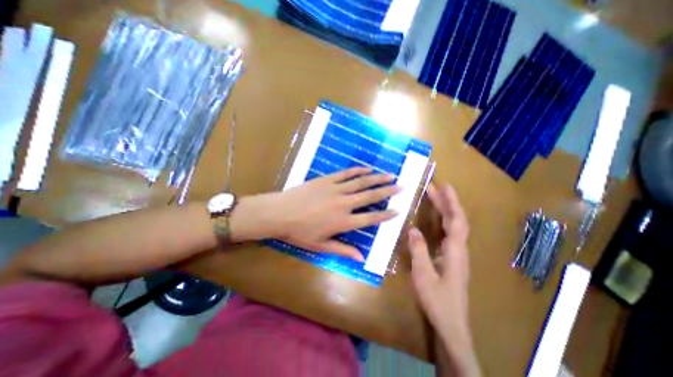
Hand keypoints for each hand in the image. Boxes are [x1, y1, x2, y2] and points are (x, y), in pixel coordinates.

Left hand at [232, 168, 398, 261]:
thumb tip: (361, 257)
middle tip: (401, 186)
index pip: (370, 218)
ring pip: (361, 182)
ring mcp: (336, 189)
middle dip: (387, 192)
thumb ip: (342, 250)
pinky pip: (346, 174)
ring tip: (390, 175)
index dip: (385, 215)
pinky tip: (367, 169)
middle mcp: (344, 204)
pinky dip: (358, 171)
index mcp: (343, 222)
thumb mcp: (321, 246)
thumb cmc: (299, 232)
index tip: (398, 210)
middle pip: (370, 196)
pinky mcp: (327, 180)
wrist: (280, 213)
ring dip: (377, 179)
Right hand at [408, 184, 480, 376]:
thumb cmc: (437, 300)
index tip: (444, 186)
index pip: (456, 220)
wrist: (451, 323)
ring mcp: (457, 254)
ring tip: (434, 197)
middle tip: (434, 187)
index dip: (451, 202)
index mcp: (455, 251)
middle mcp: (459, 249)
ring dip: (445, 210)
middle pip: (456, 220)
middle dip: (446, 202)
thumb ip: (419, 251)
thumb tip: (412, 229)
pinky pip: (449, 233)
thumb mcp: (423, 275)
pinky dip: (443, 221)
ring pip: (454, 226)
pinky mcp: (452, 258)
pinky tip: (435, 219)